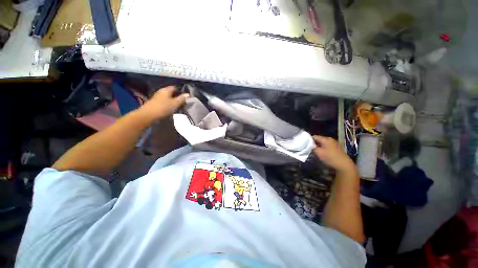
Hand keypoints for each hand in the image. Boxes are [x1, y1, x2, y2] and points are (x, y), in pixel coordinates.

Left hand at [138, 86, 188, 121]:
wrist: (148, 115)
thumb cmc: (163, 107)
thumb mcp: (175, 103)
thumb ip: (181, 99)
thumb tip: (188, 94)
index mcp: (166, 90)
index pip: (174, 87)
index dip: (180, 91)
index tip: (184, 97)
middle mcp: (161, 91)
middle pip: (170, 92)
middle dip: (176, 96)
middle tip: (182, 102)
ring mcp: (157, 97)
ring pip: (167, 97)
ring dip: (172, 101)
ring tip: (177, 106)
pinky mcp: (155, 103)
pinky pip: (164, 101)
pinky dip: (168, 104)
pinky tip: (170, 109)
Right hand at [312, 135, 355, 173]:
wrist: (344, 165)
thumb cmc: (330, 158)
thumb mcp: (319, 153)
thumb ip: (312, 147)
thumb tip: (308, 145)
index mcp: (326, 139)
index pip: (314, 136)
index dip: (309, 140)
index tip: (304, 144)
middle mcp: (330, 139)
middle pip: (319, 139)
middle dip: (314, 143)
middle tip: (309, 148)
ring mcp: (335, 144)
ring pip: (323, 143)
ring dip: (319, 146)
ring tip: (315, 151)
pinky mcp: (337, 148)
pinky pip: (327, 146)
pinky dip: (323, 149)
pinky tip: (322, 153)